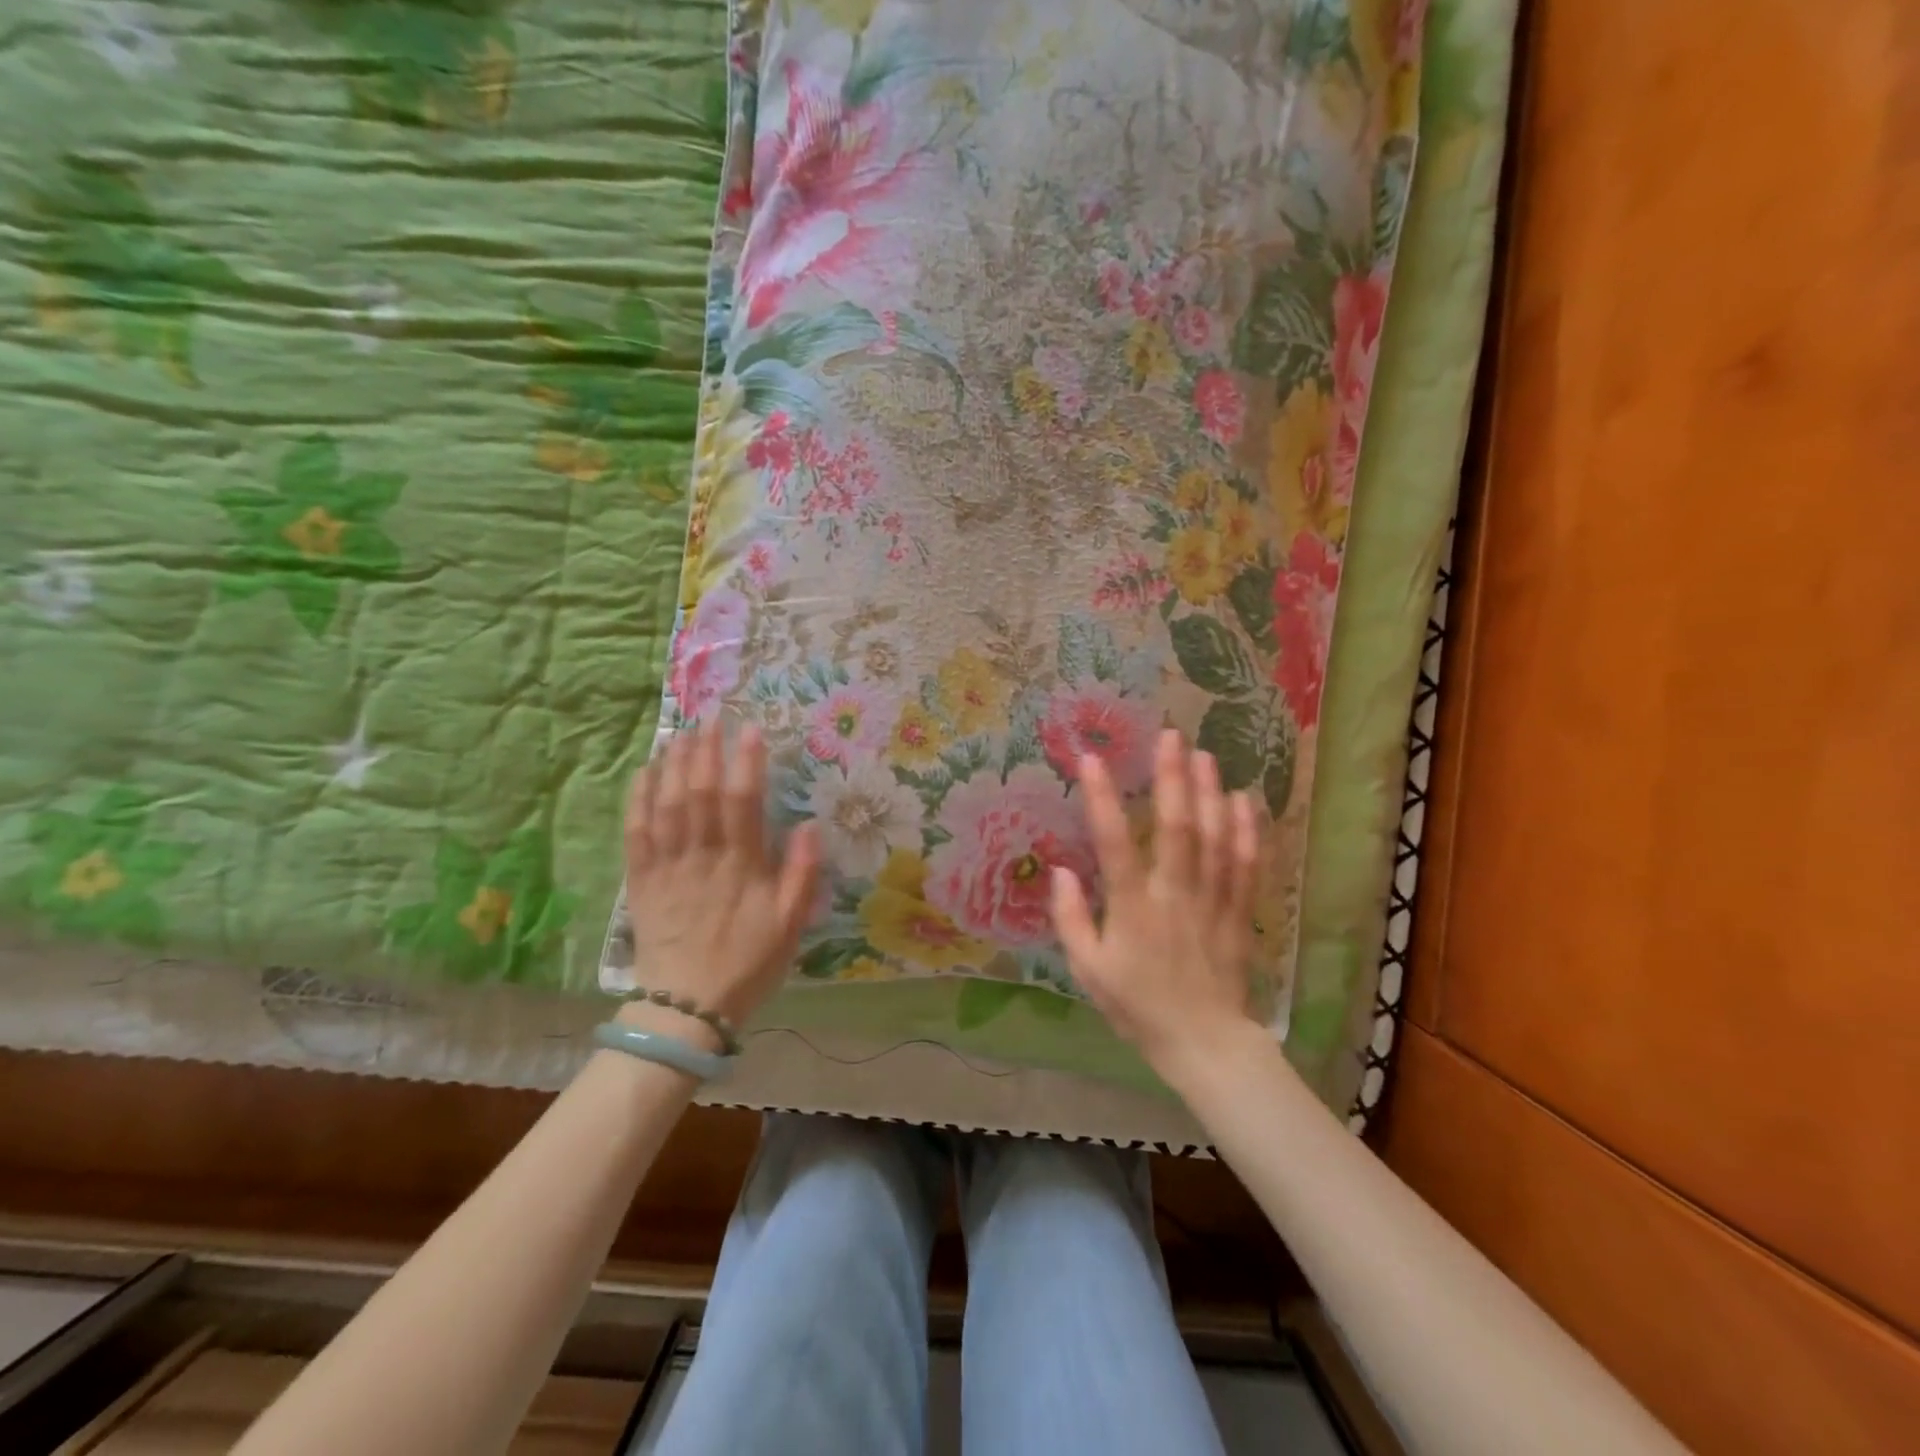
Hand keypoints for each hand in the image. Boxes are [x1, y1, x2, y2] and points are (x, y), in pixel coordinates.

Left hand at [622, 723, 819, 1033]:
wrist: (687, 1007)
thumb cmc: (747, 964)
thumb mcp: (789, 926)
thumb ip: (800, 875)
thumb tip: (808, 826)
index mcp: (741, 867)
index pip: (743, 802)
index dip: (747, 762)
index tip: (751, 730)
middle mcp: (701, 857)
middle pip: (701, 792)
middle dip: (707, 751)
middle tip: (712, 718)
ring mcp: (667, 866)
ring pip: (667, 804)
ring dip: (674, 764)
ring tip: (682, 732)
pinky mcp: (641, 880)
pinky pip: (636, 831)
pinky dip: (639, 798)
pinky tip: (645, 772)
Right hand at [1050, 729, 1262, 1081]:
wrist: (1204, 1044)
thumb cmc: (1138, 1006)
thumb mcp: (1089, 971)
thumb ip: (1071, 920)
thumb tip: (1060, 871)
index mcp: (1133, 910)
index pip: (1114, 845)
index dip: (1102, 800)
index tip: (1091, 760)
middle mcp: (1175, 895)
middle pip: (1176, 828)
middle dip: (1172, 778)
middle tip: (1170, 735)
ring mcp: (1213, 901)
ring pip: (1215, 838)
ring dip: (1210, 793)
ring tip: (1205, 754)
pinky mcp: (1239, 911)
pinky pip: (1247, 864)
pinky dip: (1248, 830)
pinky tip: (1245, 799)